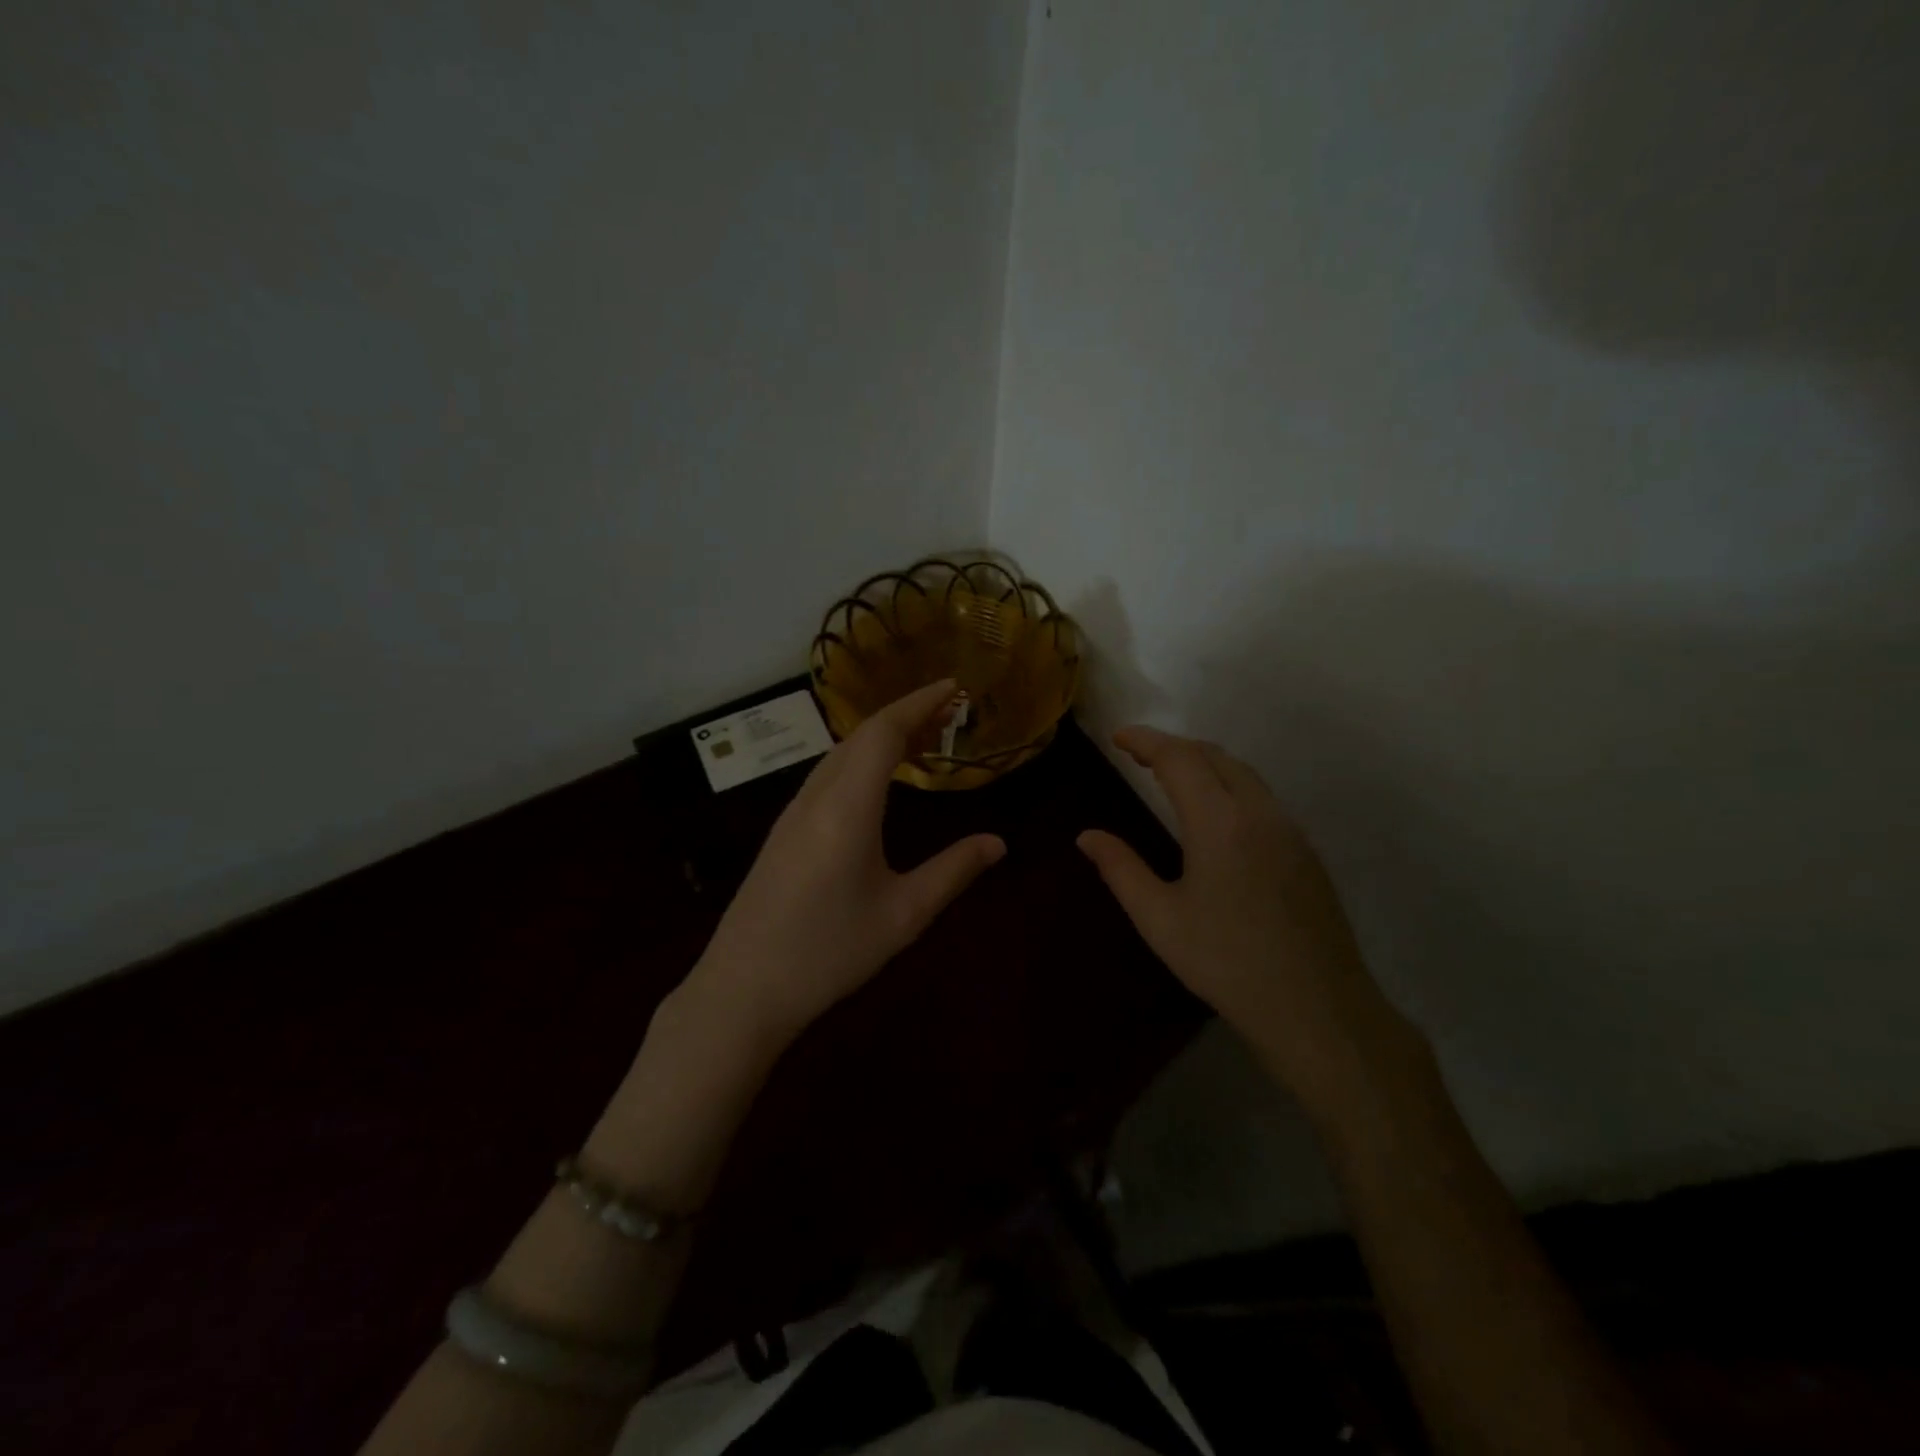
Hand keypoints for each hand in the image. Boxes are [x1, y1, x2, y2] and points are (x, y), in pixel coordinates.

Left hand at [687, 679, 1005, 1050]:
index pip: (884, 732)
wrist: (741, 989)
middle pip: (861, 735)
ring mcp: (793, 812)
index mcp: (847, 806)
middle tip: (949, 713)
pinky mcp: (783, 832)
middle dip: (906, 715)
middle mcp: (816, 796)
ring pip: (841, 753)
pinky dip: (861, 760)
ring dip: (882, 737)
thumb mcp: (903, 915)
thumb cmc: (828, 952)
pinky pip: (827, 775)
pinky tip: (878, 782)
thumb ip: (953, 872)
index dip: (919, 703)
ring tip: (923, 741)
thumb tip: (998, 843)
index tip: (953, 686)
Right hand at [1077, 726, 1411, 1107]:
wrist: (1317, 1009)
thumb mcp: (1159, 919)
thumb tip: (1086, 836)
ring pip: (1244, 773)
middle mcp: (1259, 812)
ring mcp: (1290, 830)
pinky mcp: (1306, 851)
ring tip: (1173, 775)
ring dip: (1205, 762)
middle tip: (1139, 755)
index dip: (1146, 740)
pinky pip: (1262, 797)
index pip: (1179, 758)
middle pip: (1215, 755)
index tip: (1118, 736)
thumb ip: (1120, 869)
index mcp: (1219, 822)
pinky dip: (1230, 784)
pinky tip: (1216, 814)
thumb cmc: (1226, 964)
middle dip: (1174, 746)